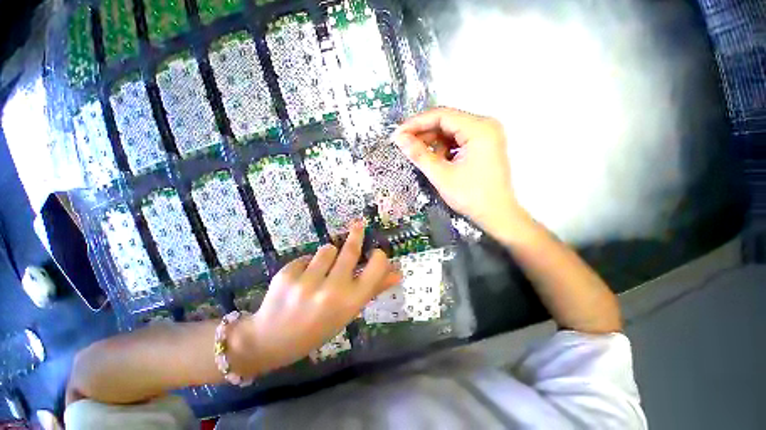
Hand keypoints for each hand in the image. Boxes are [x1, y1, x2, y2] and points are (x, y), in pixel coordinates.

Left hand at [235, 222, 400, 373]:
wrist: (272, 341)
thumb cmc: (318, 327)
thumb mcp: (348, 312)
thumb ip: (373, 289)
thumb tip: (397, 272)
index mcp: (350, 303)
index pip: (375, 269)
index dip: (379, 257)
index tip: (377, 252)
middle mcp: (331, 291)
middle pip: (350, 250)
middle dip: (356, 234)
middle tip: (358, 225)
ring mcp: (307, 282)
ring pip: (327, 249)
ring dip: (328, 255)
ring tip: (320, 271)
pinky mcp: (286, 274)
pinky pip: (306, 257)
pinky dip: (307, 265)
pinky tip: (299, 281)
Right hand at [394, 107, 526, 240]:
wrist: (497, 215)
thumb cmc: (471, 196)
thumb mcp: (441, 175)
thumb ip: (419, 154)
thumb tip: (399, 138)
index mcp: (479, 128)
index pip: (442, 115)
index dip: (416, 123)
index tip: (398, 134)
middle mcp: (486, 125)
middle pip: (447, 121)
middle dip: (424, 133)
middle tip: (404, 144)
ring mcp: (487, 135)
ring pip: (451, 131)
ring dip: (433, 142)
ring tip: (418, 154)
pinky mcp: (484, 146)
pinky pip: (459, 140)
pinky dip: (444, 148)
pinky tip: (436, 160)